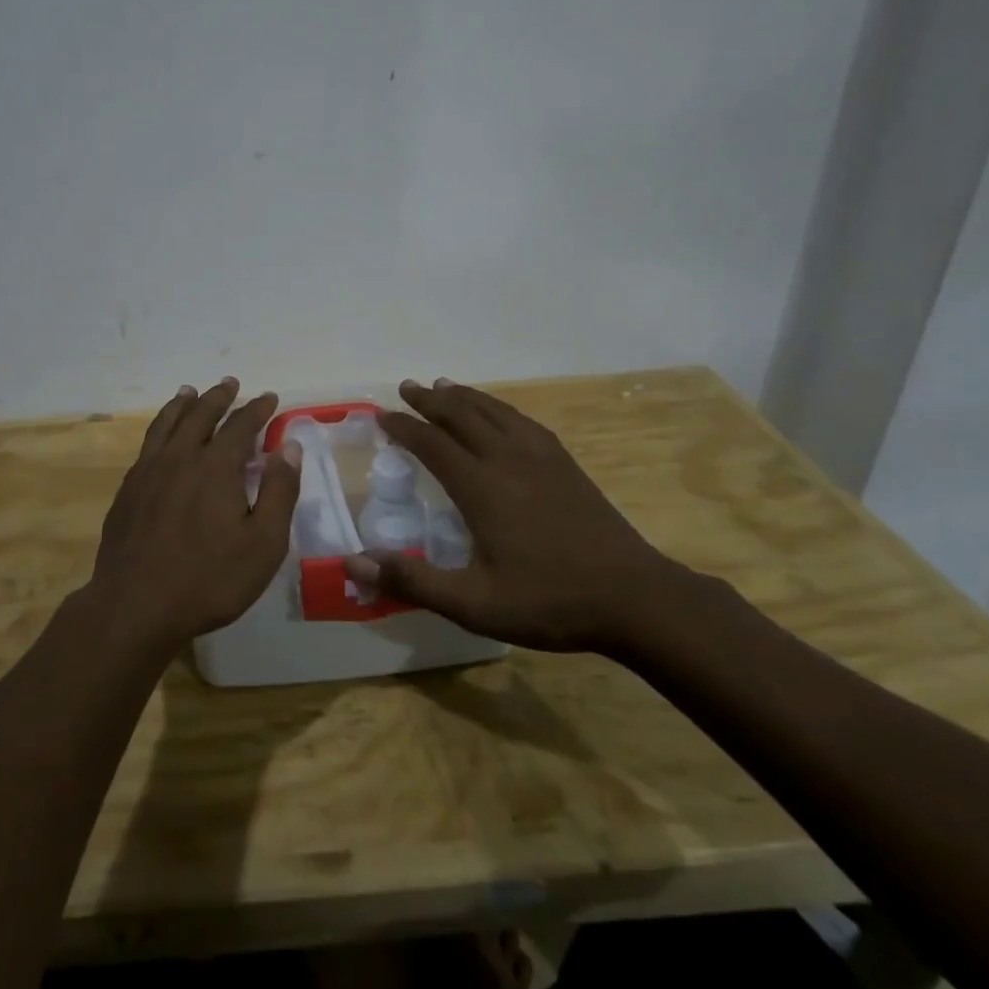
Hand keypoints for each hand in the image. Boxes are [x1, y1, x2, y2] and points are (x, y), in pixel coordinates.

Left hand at [89, 378, 301, 652]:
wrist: (136, 605)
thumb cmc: (209, 579)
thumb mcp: (264, 543)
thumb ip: (280, 491)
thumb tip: (290, 446)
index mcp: (216, 466)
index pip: (241, 425)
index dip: (257, 409)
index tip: (269, 397)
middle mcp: (180, 457)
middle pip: (201, 415)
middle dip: (219, 397)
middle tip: (230, 383)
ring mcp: (148, 471)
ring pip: (167, 424)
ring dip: (182, 404)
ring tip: (189, 391)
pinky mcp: (128, 490)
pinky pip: (147, 445)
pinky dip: (159, 428)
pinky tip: (161, 437)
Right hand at [346, 379, 693, 652]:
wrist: (635, 598)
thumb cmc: (548, 602)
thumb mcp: (473, 604)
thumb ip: (413, 581)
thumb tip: (354, 562)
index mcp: (481, 487)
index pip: (432, 444)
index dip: (404, 427)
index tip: (382, 415)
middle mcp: (507, 460)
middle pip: (462, 416)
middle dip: (430, 400)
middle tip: (407, 387)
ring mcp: (541, 458)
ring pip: (494, 412)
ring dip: (464, 396)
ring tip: (443, 384)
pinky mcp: (566, 464)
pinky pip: (523, 421)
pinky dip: (500, 408)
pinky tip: (499, 412)